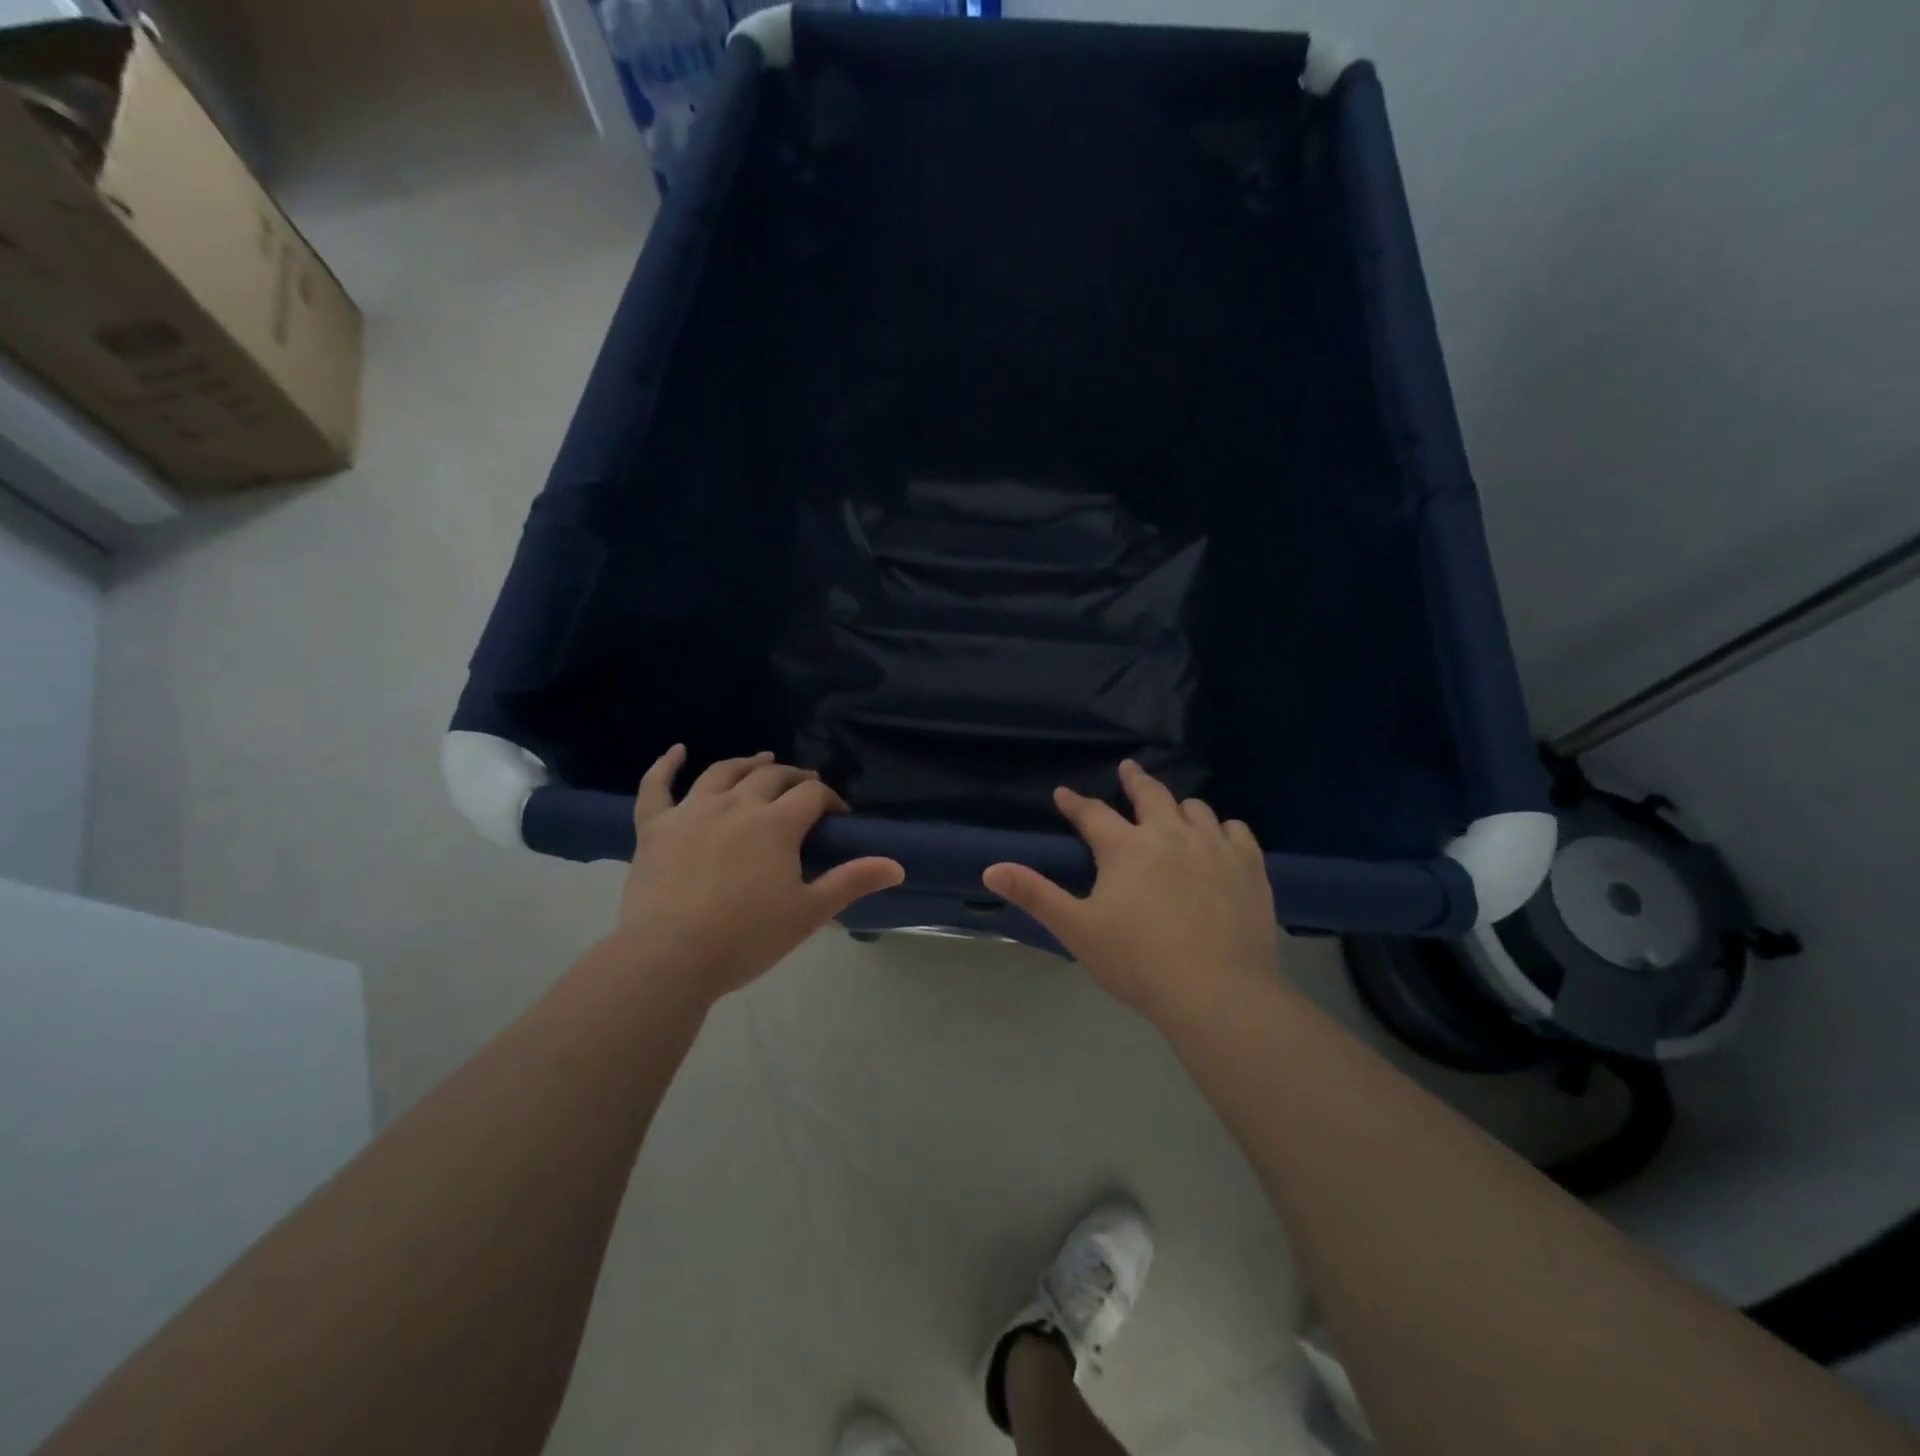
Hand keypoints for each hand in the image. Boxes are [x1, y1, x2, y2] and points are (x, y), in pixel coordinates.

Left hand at [611, 747, 904, 1002]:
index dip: (830, 800)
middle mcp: (736, 804)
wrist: (669, 958)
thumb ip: (852, 882)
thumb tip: (897, 866)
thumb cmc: (747, 937)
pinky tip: (676, 751)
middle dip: (794, 777)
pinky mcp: (655, 827)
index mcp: (776, 823)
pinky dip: (665, 765)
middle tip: (806, 787)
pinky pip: (657, 786)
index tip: (838, 817)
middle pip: (771, 776)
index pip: (812, 795)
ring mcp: (691, 811)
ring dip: (747, 762)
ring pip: (722, 772)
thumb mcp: (809, 912)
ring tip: (761, 760)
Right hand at [982, 760, 1279, 1027]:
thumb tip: (991, 869)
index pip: (1093, 813)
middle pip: (1151, 794)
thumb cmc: (1138, 962)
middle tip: (1128, 769)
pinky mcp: (1249, 867)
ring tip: (1173, 810)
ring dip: (1179, 806)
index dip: (1075, 803)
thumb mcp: (1077, 930)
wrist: (1218, 992)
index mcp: (1126, 848)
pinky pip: (1237, 830)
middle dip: (1134, 779)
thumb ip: (1035, 895)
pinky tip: (1220, 837)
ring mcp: (1214, 847)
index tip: (1063, 793)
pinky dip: (1222, 828)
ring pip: (1196, 808)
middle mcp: (1170, 834)